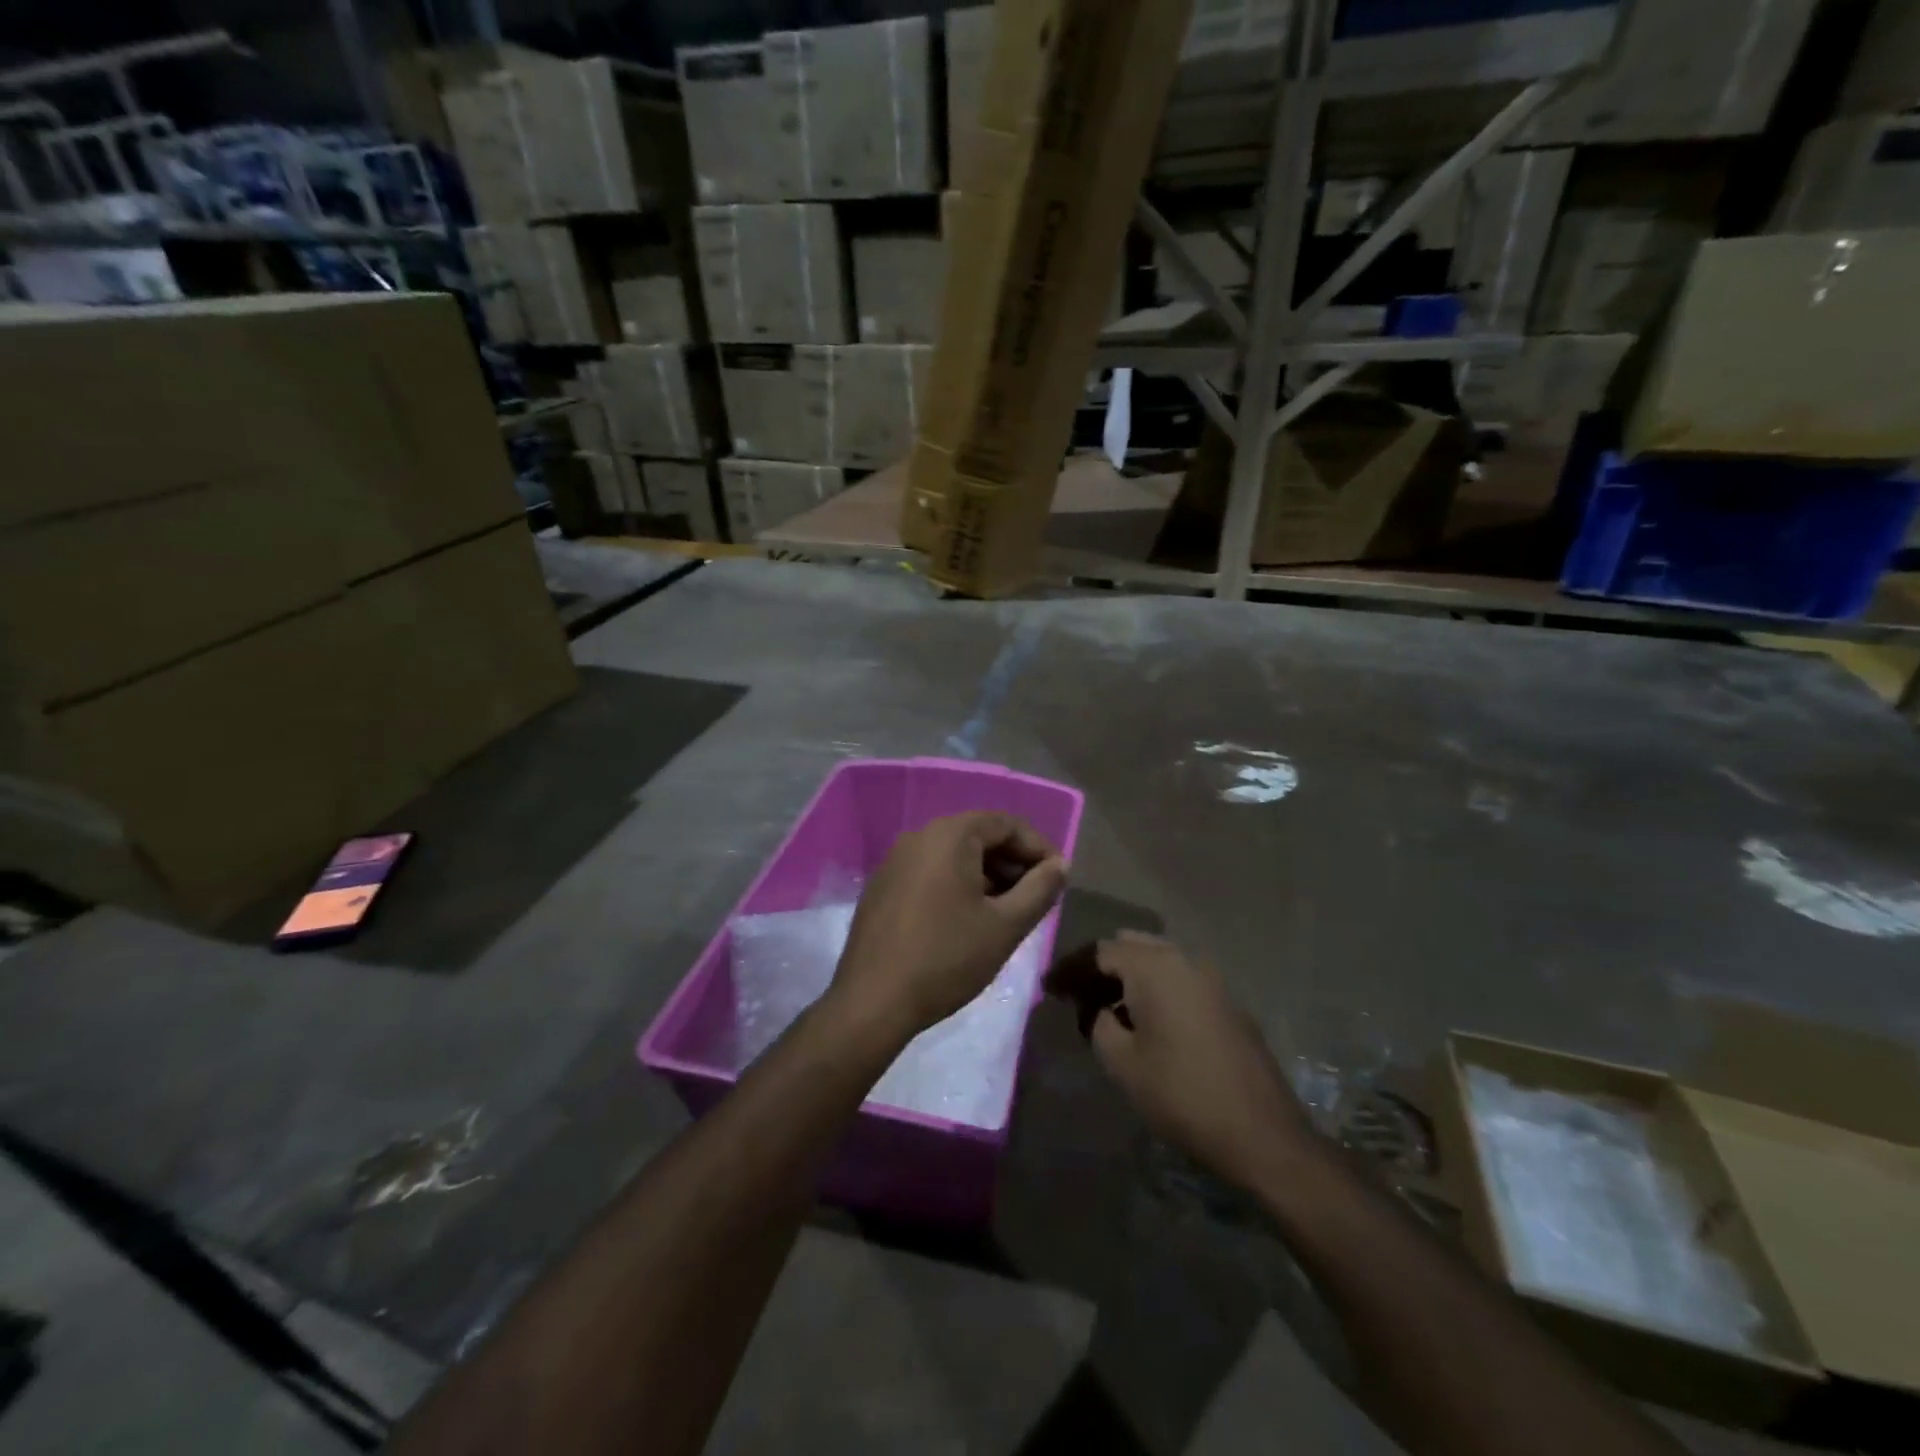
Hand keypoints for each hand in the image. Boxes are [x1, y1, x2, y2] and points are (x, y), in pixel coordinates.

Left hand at [830, 812, 1067, 1040]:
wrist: (873, 1002)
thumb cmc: (947, 958)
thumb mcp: (1006, 926)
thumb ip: (1040, 889)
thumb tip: (1060, 865)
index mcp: (949, 835)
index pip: (1006, 823)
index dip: (1038, 847)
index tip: (1057, 879)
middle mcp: (918, 836)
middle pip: (978, 835)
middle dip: (1012, 862)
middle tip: (1035, 897)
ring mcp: (894, 860)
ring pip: (953, 855)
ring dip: (986, 875)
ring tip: (1006, 912)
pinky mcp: (882, 886)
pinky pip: (930, 871)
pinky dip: (957, 884)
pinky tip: (967, 920)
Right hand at [1046, 933, 1313, 1188]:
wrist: (1261, 1133)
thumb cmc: (1181, 1094)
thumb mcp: (1122, 1062)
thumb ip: (1099, 1023)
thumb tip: (1098, 1009)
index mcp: (1153, 967)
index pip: (1100, 952)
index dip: (1070, 969)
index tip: (1048, 989)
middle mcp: (1183, 960)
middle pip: (1131, 947)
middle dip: (1101, 967)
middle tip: (1078, 996)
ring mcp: (1211, 979)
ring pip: (1158, 961)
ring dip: (1130, 978)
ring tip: (1108, 1011)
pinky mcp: (1227, 1003)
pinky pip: (1180, 980)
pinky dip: (1156, 989)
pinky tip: (1147, 1022)